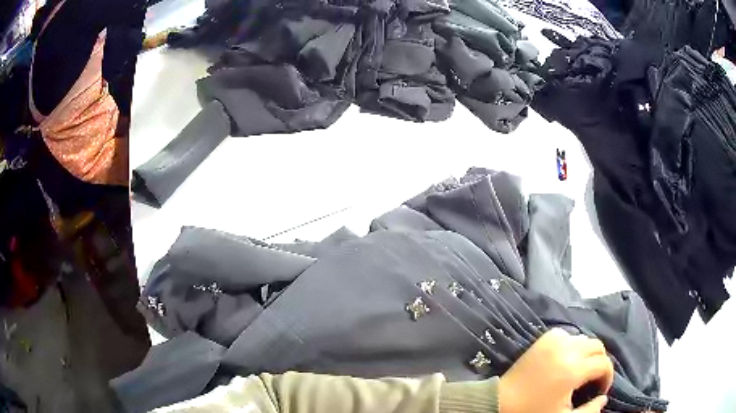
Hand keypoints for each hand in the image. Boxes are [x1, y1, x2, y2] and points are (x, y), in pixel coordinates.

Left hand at [499, 328, 613, 412]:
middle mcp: (568, 349)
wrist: (501, 401)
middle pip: (598, 346)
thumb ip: (588, 410)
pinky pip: (568, 334)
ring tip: (581, 369)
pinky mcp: (544, 338)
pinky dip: (573, 344)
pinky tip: (567, 358)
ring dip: (588, 352)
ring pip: (585, 338)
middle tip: (593, 378)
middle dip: (600, 362)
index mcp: (573, 370)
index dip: (607, 377)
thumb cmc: (533, 410)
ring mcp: (555, 340)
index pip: (604, 364)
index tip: (601, 389)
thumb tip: (604, 398)